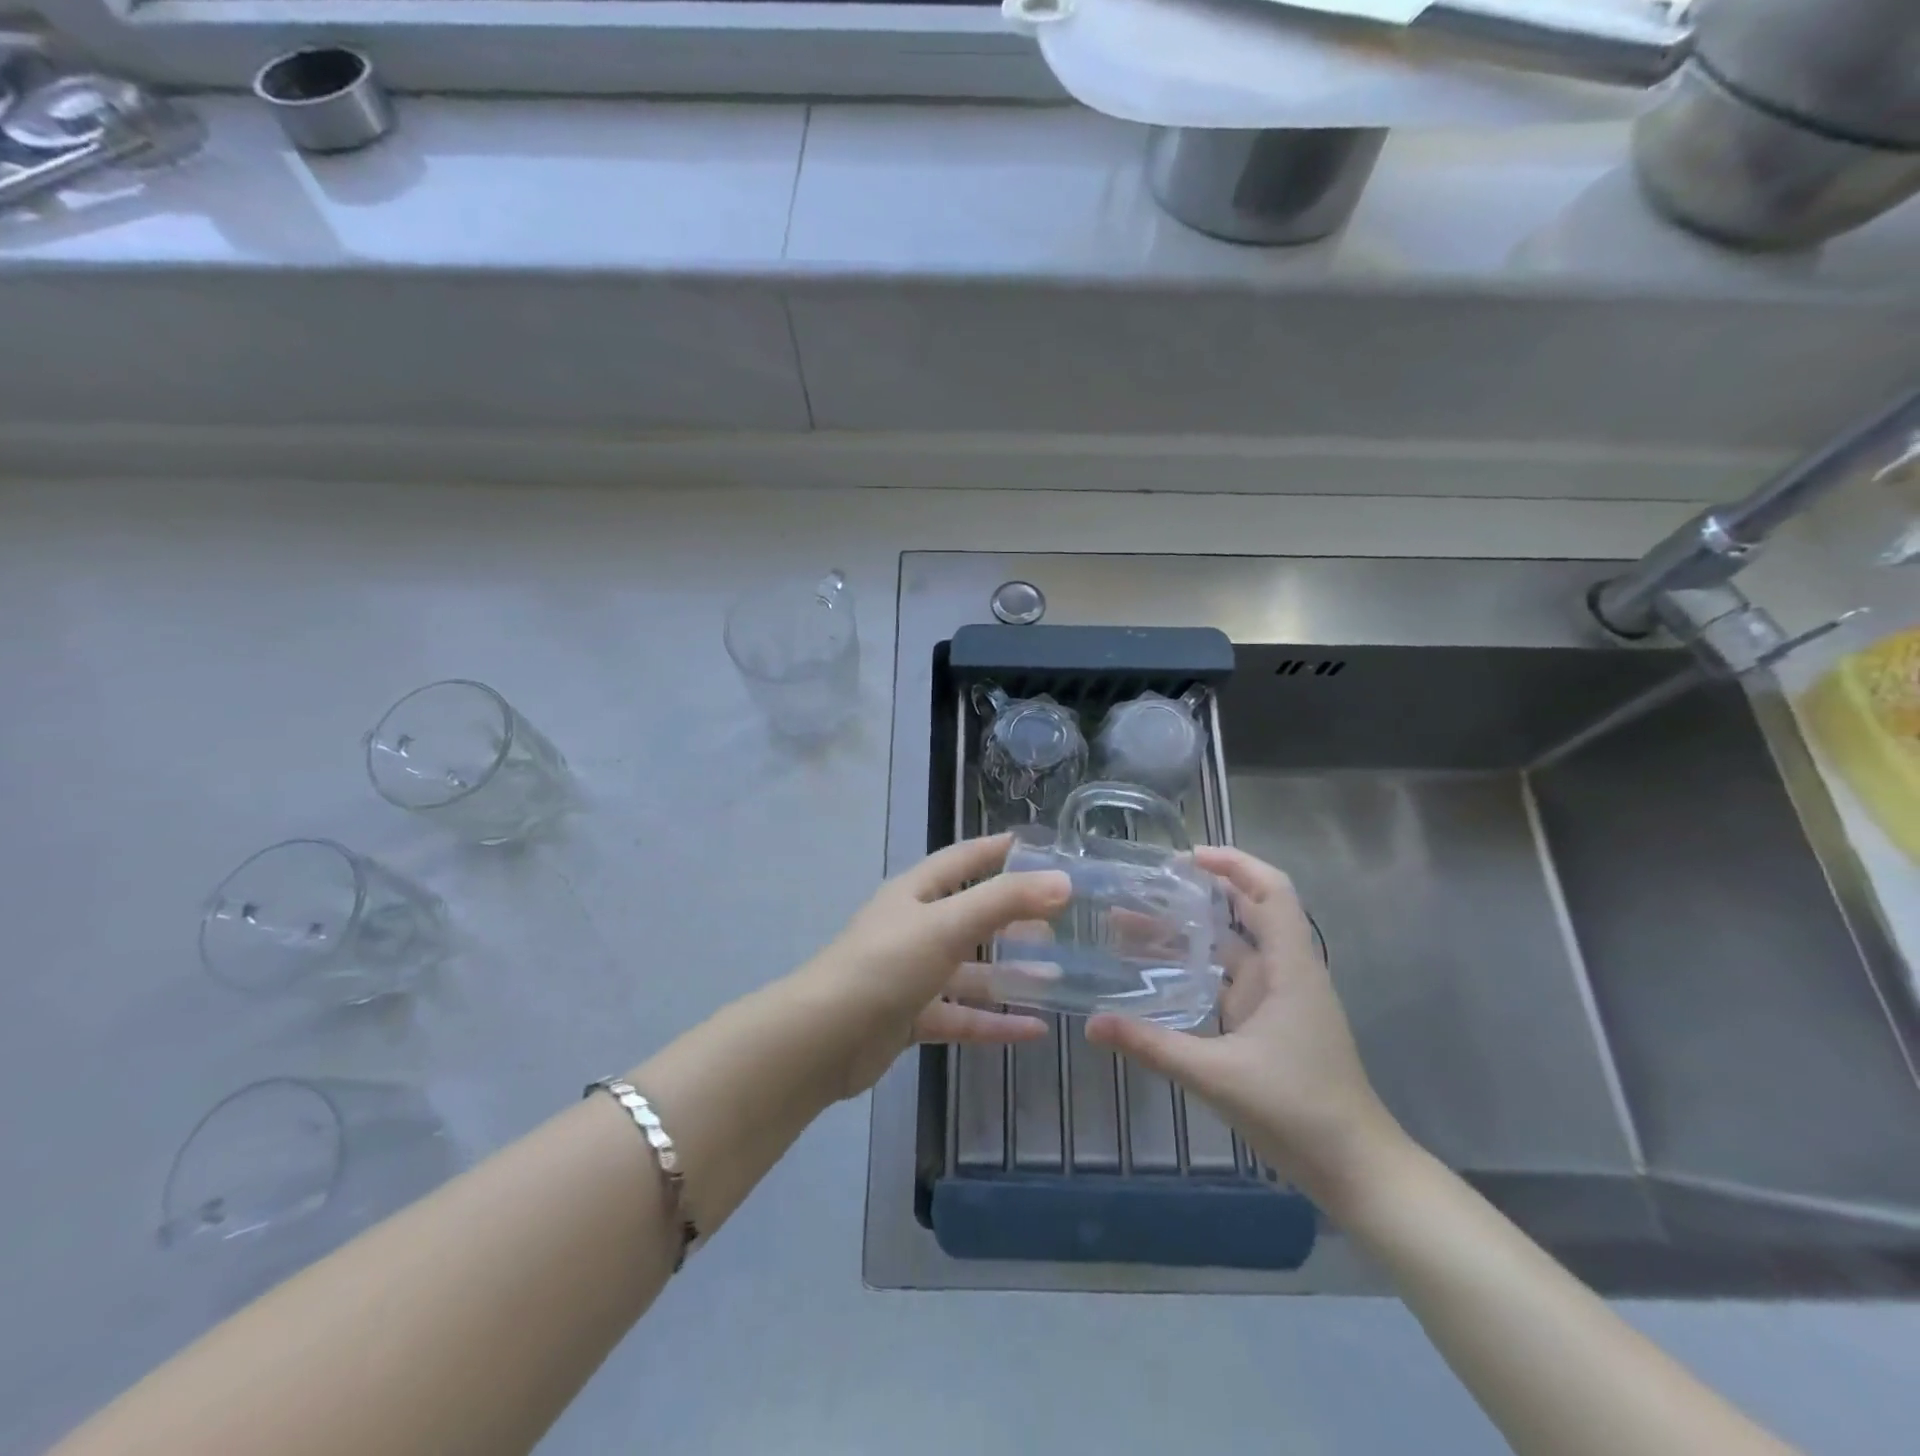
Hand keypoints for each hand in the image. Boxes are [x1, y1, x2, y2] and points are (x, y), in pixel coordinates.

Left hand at [794, 834, 1070, 1099]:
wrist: (824, 1039)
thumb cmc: (886, 964)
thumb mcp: (948, 924)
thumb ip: (1005, 901)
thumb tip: (1062, 881)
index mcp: (915, 893)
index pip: (962, 860)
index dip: (995, 850)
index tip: (1037, 848)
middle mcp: (913, 928)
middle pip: (970, 916)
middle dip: (1012, 917)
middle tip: (1060, 919)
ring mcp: (911, 975)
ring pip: (970, 971)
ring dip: (1010, 974)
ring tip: (1058, 975)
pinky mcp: (911, 1018)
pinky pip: (962, 1015)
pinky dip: (995, 1022)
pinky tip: (1035, 1030)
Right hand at [1085, 846, 1406, 1211]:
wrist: (1357, 1171)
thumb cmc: (1299, 1111)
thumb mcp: (1217, 1076)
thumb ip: (1153, 1046)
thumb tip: (1091, 1024)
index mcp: (1290, 968)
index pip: (1271, 891)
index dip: (1234, 863)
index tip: (1186, 858)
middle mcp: (1287, 973)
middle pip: (1249, 911)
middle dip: (1201, 892)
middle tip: (1147, 885)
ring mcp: (1280, 999)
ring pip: (1234, 947)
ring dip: (1191, 931)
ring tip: (1135, 921)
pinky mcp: (1269, 1023)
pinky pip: (1230, 979)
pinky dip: (1197, 966)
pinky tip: (1160, 971)